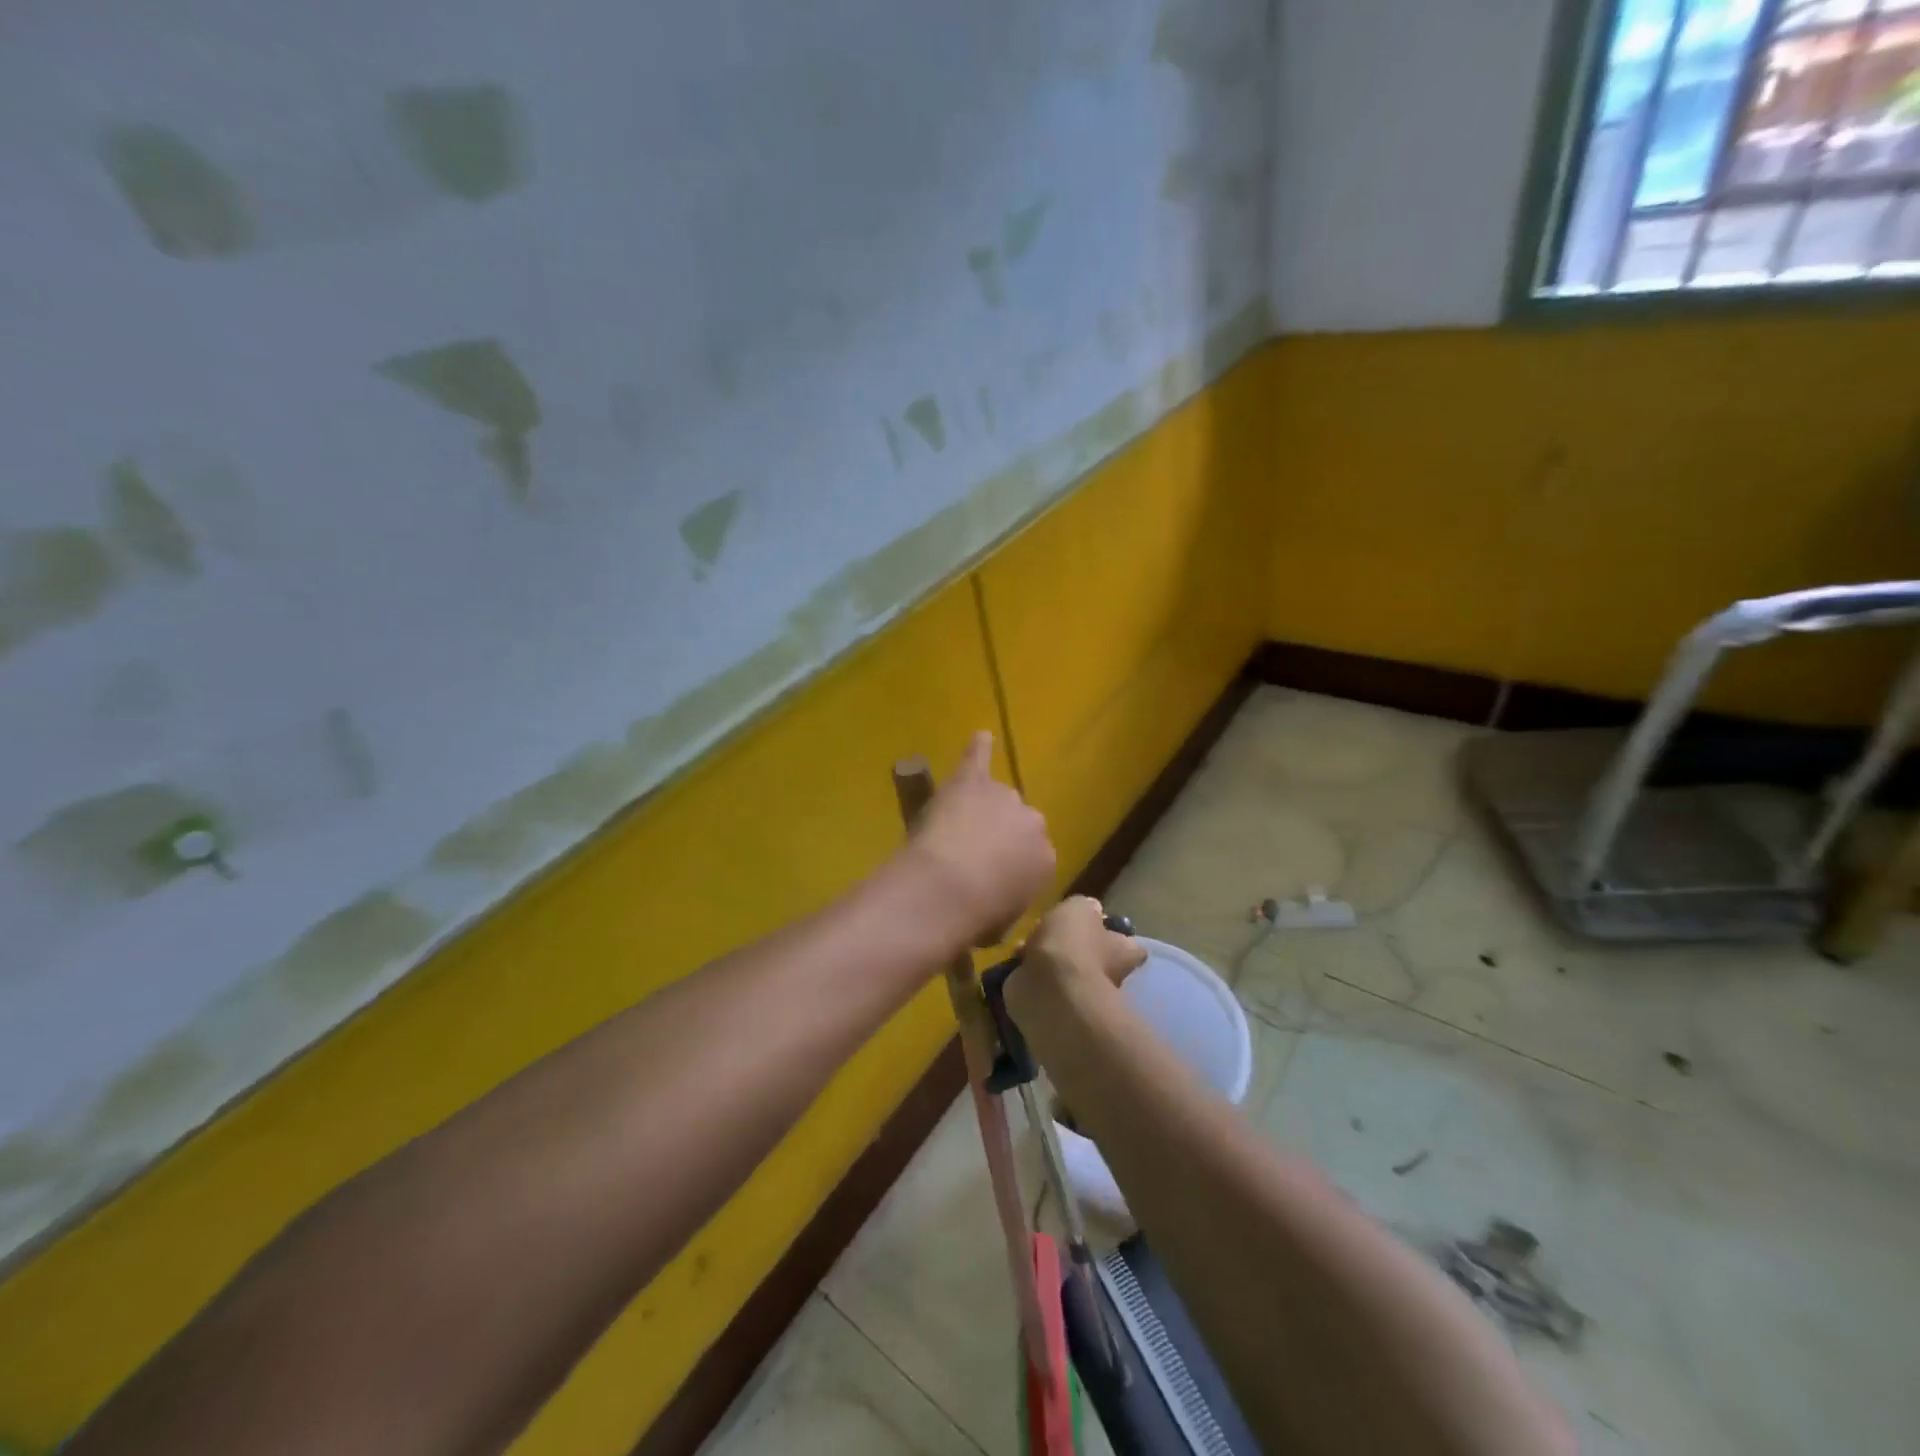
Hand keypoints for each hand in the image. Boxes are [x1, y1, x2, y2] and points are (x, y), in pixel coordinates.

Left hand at [906, 732, 1054, 946]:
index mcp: (1046, 861)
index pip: (1031, 859)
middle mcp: (1033, 823)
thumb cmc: (976, 918)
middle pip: (1017, 824)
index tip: (988, 880)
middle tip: (969, 857)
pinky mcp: (972, 781)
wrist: (946, 891)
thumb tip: (996, 902)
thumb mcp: (1002, 923)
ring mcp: (1003, 798)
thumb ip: (1007, 902)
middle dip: (998, 838)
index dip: (1007, 869)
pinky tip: (980, 736)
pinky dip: (979, 748)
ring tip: (955, 827)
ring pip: (996, 798)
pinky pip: (979, 758)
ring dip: (980, 809)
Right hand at [1011, 896, 1146, 1015]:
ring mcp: (1080, 992)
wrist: (1049, 989)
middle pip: (1094, 956)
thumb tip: (1092, 909)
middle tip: (1051, 931)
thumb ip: (1085, 906)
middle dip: (1074, 946)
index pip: (1130, 945)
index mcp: (1121, 951)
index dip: (1115, 935)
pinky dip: (1031, 974)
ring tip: (1025, 945)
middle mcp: (1107, 974)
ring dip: (1047, 959)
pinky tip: (1017, 962)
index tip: (1099, 926)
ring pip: (1065, 970)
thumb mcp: (1079, 908)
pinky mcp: (1055, 1004)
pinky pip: (1044, 984)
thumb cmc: (1072, 944)